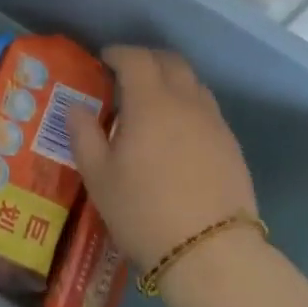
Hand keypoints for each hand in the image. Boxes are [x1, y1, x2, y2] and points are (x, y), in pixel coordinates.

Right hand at [68, 46, 258, 268]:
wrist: (211, 253)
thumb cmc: (144, 212)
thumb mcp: (99, 177)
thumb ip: (84, 135)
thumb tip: (76, 107)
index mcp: (150, 102)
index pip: (136, 58)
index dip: (118, 53)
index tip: (104, 60)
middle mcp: (185, 101)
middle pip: (170, 61)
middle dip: (147, 59)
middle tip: (127, 73)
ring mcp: (214, 122)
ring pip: (193, 82)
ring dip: (171, 79)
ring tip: (153, 100)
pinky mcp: (231, 144)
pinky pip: (207, 108)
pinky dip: (189, 104)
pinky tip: (178, 130)